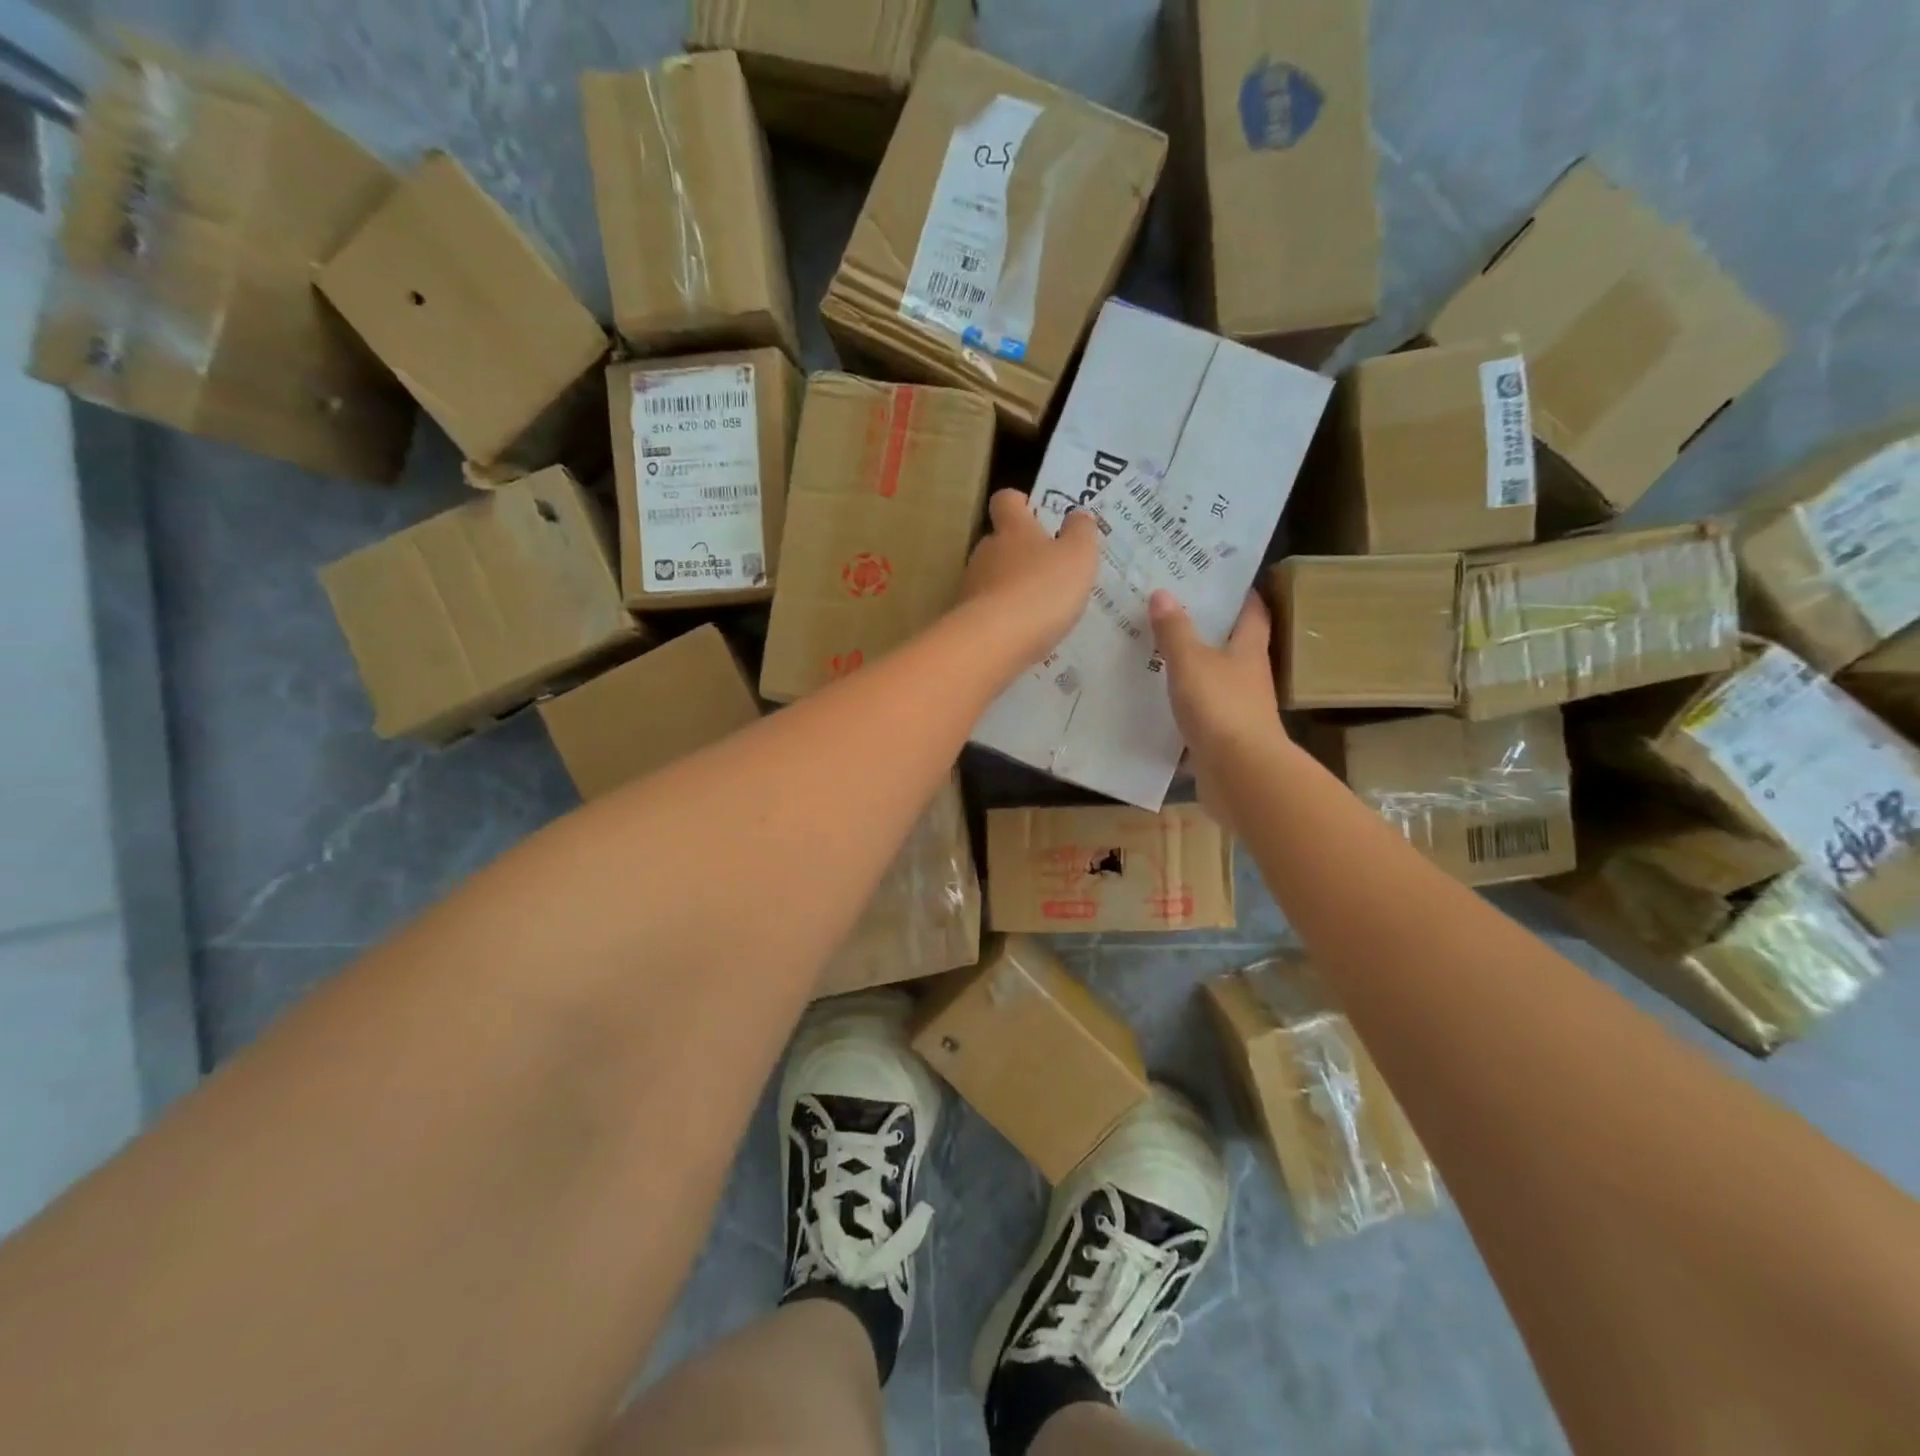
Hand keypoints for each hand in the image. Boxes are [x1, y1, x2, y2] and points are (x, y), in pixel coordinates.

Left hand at [958, 489, 1100, 667]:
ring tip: (1037, 607)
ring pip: (991, 577)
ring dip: (1011, 586)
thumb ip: (1081, 532)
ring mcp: (971, 586)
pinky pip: (988, 611)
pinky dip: (1003, 617)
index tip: (1033, 512)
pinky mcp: (966, 619)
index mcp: (1013, 529)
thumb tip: (1078, 514)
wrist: (996, 641)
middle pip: (997, 542)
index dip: (1019, 502)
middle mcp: (986, 551)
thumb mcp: (1078, 557)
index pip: (1006, 500)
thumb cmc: (1043, 590)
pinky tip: (1022, 633)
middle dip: (1018, 551)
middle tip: (1045, 568)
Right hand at [1150, 590, 1288, 809]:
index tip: (1220, 578)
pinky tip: (1156, 704)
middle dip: (1209, 630)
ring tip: (1156, 654)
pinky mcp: (1223, 740)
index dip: (1241, 594)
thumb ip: (1175, 630)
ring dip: (1192, 670)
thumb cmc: (1221, 707)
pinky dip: (1182, 708)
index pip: (1252, 613)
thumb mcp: (1191, 662)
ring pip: (1214, 682)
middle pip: (1233, 647)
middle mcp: (1249, 678)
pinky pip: (1200, 715)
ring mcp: (1237, 711)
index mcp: (1249, 651)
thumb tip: (1163, 592)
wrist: (1240, 774)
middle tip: (1174, 610)